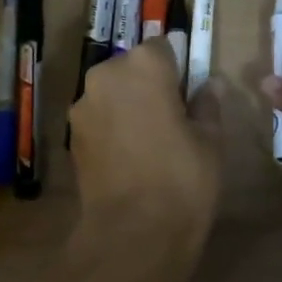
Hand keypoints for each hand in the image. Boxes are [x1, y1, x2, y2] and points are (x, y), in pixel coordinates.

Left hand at [68, 40, 220, 265]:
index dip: (178, 70)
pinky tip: (128, 159)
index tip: (188, 95)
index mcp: (143, 65)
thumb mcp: (210, 140)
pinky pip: (98, 118)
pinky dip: (112, 128)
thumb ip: (207, 104)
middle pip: (132, 67)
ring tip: (149, 143)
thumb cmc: (182, 179)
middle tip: (172, 119)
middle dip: (149, 85)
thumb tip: (209, 86)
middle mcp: (106, 75)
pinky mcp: (71, 136)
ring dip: (127, 106)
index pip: (164, 47)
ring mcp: (83, 106)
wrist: (132, 234)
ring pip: (112, 93)